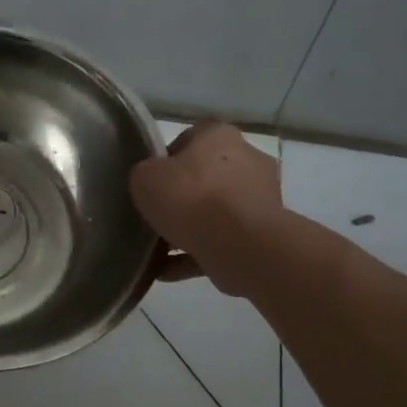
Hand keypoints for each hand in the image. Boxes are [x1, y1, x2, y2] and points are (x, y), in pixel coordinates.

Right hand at [129, 123, 283, 293]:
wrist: (239, 245)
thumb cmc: (191, 198)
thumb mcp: (144, 178)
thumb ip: (144, 175)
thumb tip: (152, 184)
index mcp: (220, 135)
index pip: (189, 140)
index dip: (165, 161)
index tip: (150, 184)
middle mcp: (247, 159)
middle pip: (205, 177)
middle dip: (181, 198)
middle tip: (155, 216)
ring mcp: (260, 199)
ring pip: (214, 213)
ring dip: (188, 231)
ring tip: (156, 252)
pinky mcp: (262, 234)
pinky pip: (220, 242)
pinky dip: (196, 255)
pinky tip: (166, 271)